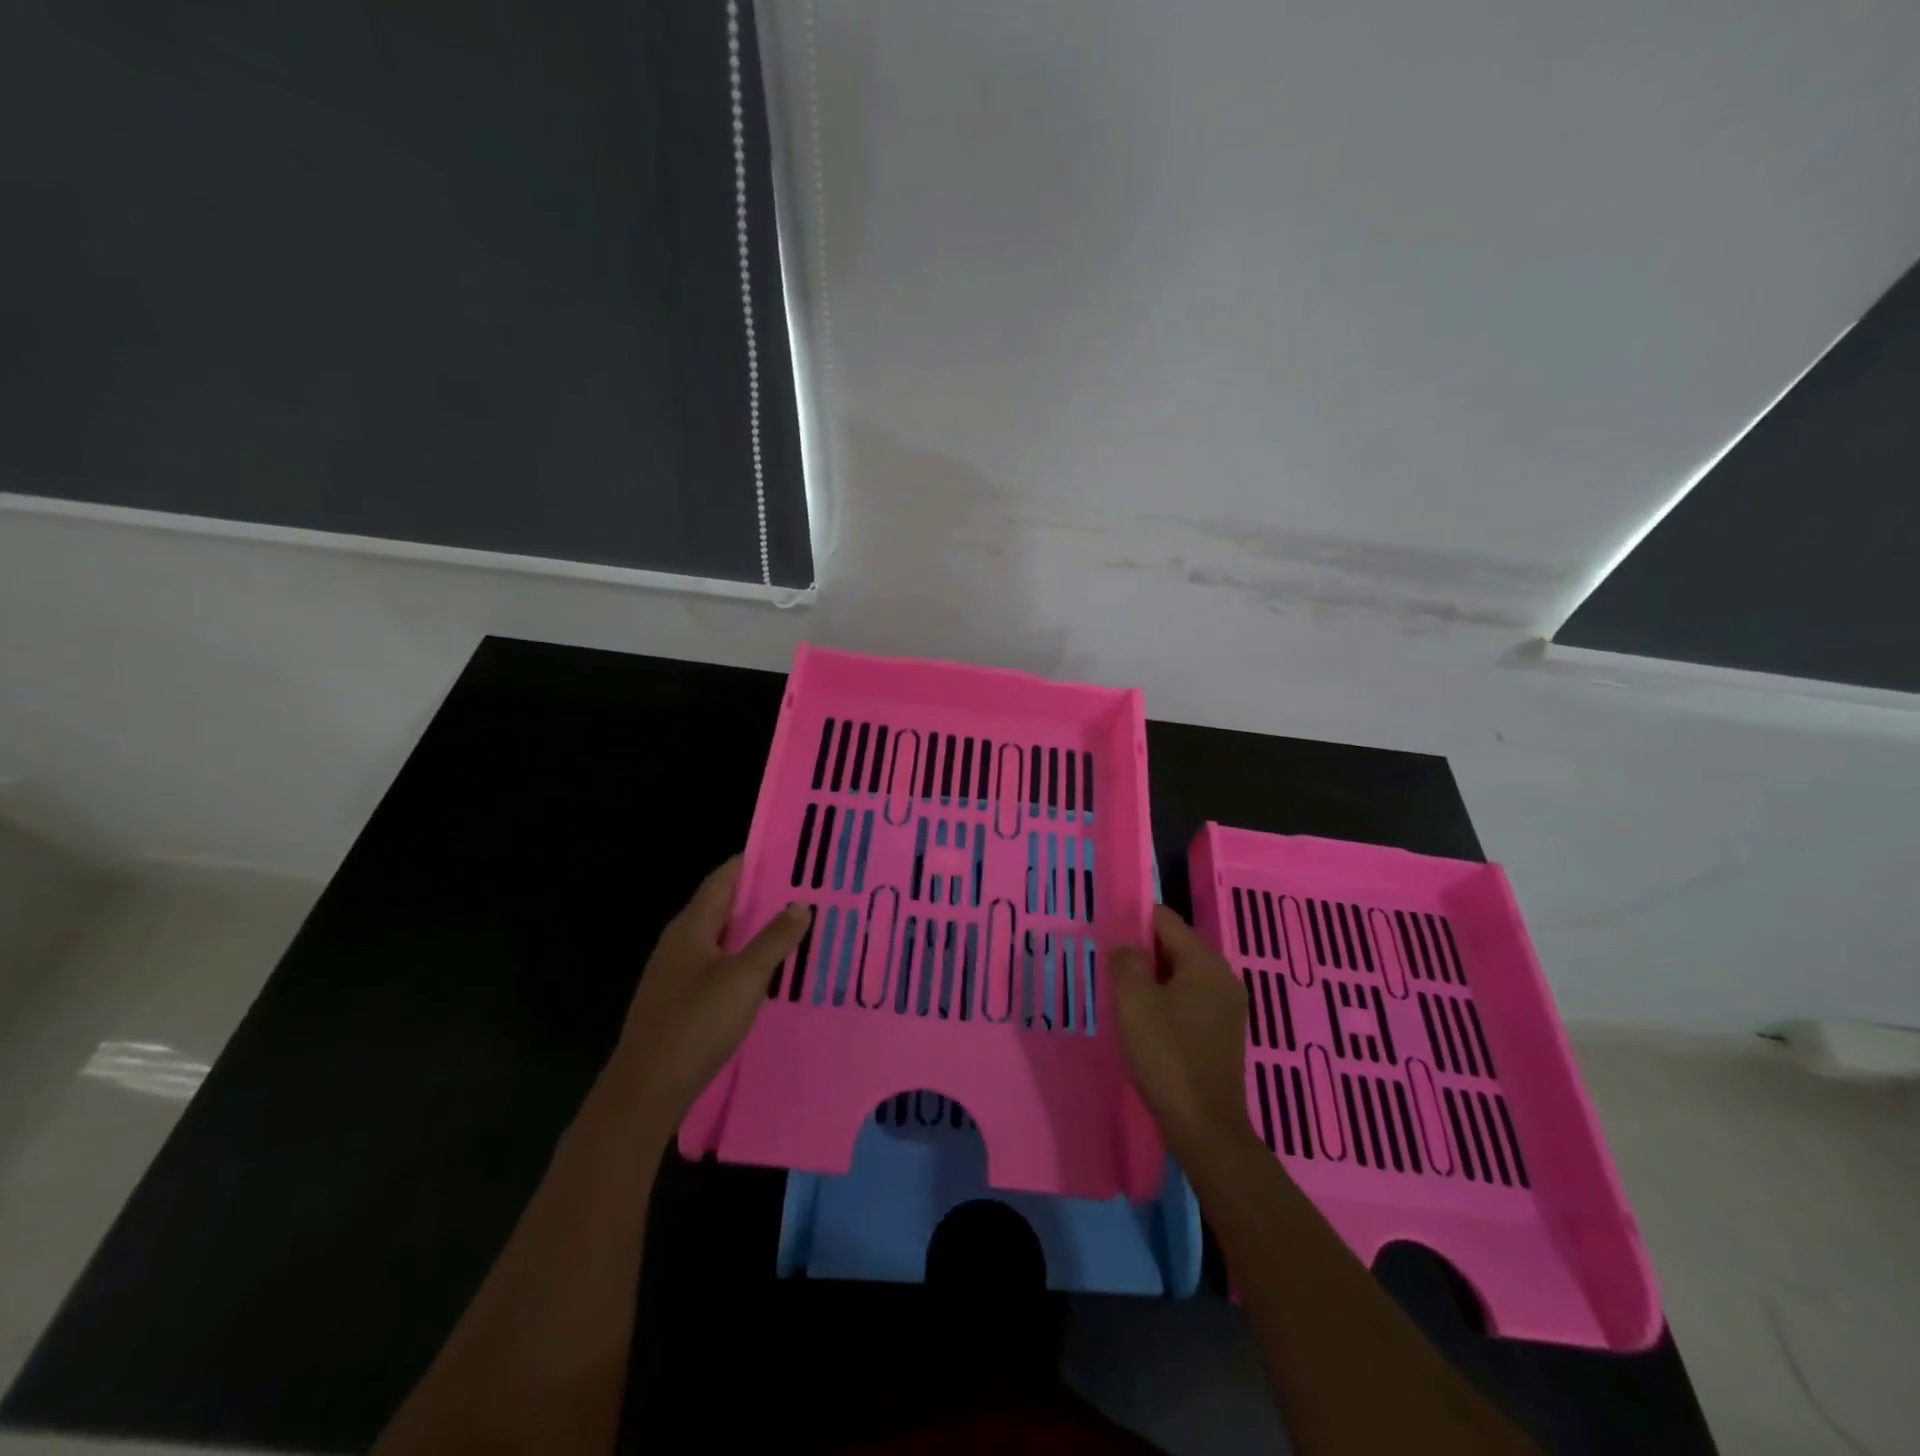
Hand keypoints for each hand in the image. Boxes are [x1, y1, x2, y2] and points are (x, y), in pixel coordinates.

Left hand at [610, 857, 809, 1130]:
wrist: (647, 1089)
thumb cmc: (696, 1023)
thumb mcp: (745, 977)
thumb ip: (774, 939)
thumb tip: (799, 904)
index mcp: (691, 926)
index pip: (724, 878)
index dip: (755, 862)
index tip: (792, 854)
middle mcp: (681, 942)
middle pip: (724, 906)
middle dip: (762, 896)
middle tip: (806, 890)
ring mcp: (677, 973)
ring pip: (723, 937)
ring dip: (755, 929)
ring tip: (796, 926)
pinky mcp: (681, 1000)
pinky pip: (719, 964)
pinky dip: (745, 958)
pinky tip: (770, 971)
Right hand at [1111, 905, 1256, 1155]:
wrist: (1204, 1126)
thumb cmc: (1166, 1055)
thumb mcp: (1134, 1002)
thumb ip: (1127, 962)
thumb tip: (1128, 947)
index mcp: (1205, 962)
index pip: (1167, 920)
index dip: (1136, 922)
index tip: (1111, 940)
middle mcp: (1223, 976)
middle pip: (1177, 945)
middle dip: (1145, 952)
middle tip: (1114, 971)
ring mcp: (1228, 1006)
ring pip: (1184, 974)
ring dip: (1155, 979)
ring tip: (1126, 997)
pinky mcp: (1225, 1031)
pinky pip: (1192, 999)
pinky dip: (1170, 1000)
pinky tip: (1148, 1021)